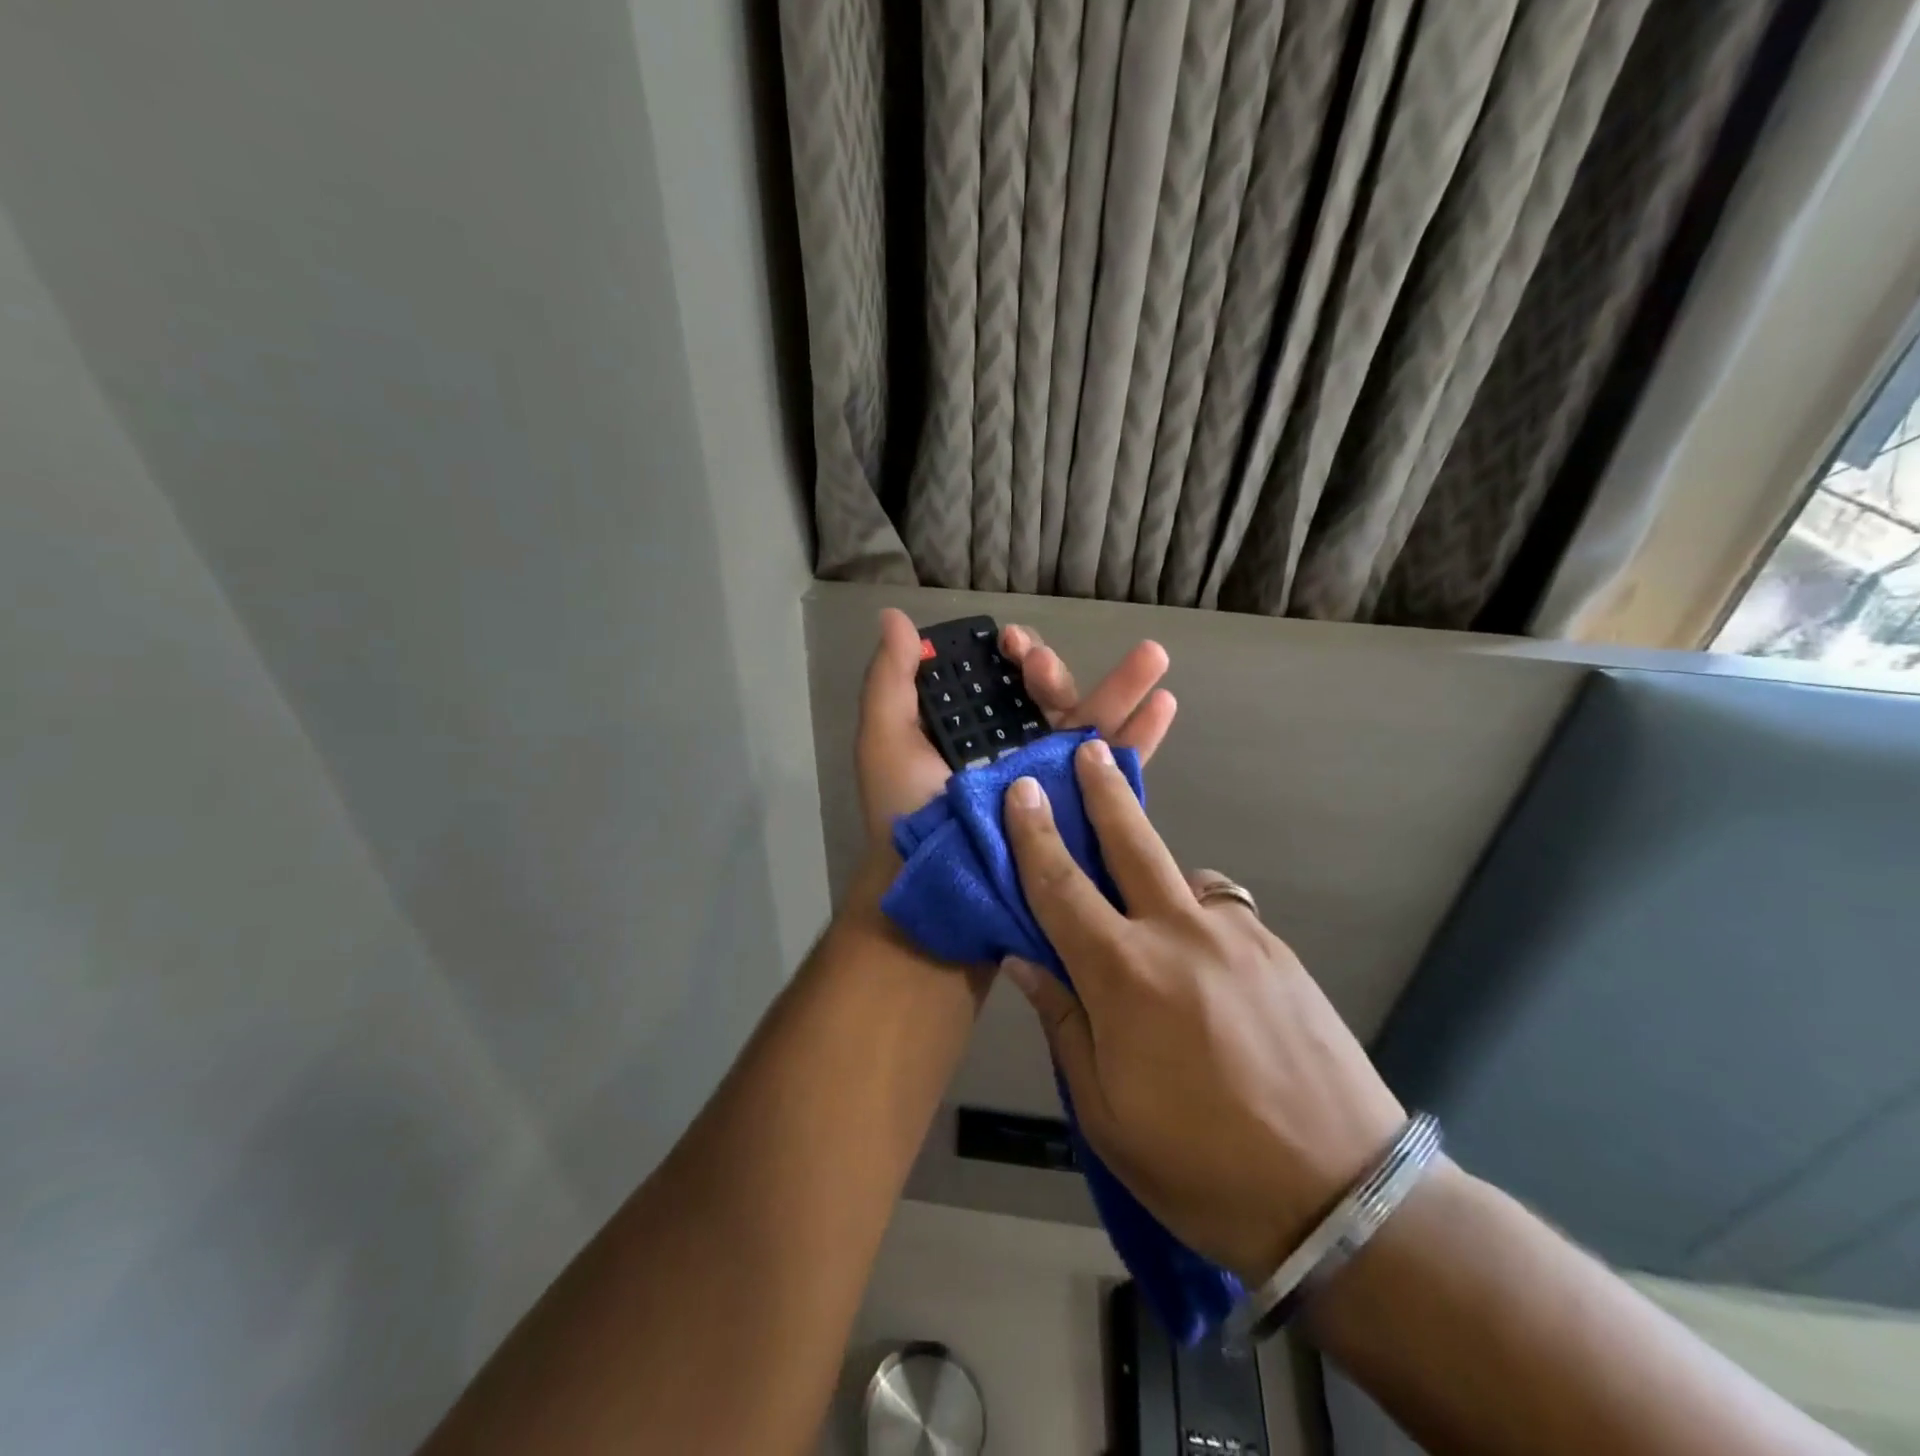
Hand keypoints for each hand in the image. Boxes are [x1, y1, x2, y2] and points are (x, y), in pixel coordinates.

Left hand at [853, 608, 1177, 847]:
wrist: (936, 887)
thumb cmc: (905, 816)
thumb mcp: (886, 742)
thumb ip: (891, 681)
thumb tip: (896, 617)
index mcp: (978, 729)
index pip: (1004, 680)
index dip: (1012, 655)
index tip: (1010, 641)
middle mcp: (1019, 748)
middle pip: (1051, 695)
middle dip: (1053, 670)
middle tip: (1039, 664)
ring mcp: (1054, 778)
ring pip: (1093, 721)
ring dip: (1123, 685)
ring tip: (1153, 654)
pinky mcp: (1081, 807)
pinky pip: (1117, 767)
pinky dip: (1143, 735)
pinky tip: (1164, 704)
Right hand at [998, 738, 1405, 1284]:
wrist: (1343, 1197)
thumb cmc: (1201, 1167)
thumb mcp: (1105, 1113)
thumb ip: (1065, 1023)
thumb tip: (1027, 960)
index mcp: (1124, 976)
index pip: (1062, 887)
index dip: (1034, 835)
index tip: (1023, 789)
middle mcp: (1179, 935)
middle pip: (1131, 843)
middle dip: (1104, 791)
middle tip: (1089, 747)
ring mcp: (1237, 936)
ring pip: (1182, 875)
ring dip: (1154, 870)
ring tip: (1145, 907)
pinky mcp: (1279, 951)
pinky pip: (1222, 909)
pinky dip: (1198, 913)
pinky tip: (1202, 958)